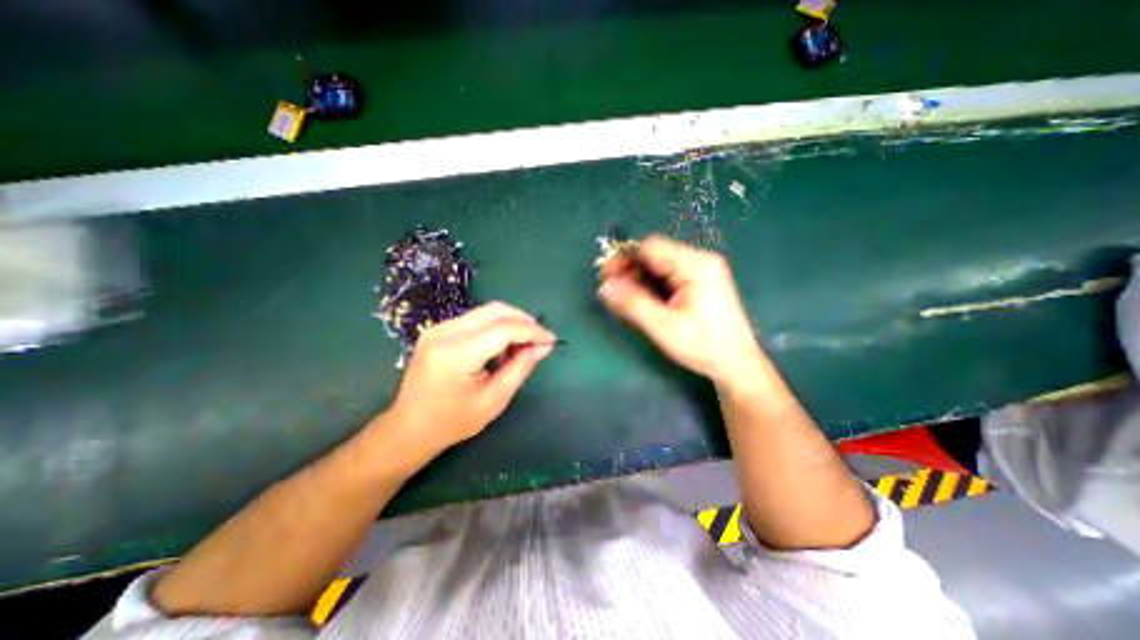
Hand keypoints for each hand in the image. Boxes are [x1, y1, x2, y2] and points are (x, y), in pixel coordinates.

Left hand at [384, 303, 558, 451]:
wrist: (409, 428)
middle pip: (495, 311)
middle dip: (524, 321)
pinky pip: (476, 319)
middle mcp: (445, 332)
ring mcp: (438, 328)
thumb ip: (520, 368)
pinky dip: (496, 327)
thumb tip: (544, 346)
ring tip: (522, 346)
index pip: (504, 329)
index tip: (551, 340)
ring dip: (511, 323)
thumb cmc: (453, 422)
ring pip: (487, 311)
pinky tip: (502, 346)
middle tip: (540, 340)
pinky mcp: (438, 329)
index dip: (532, 331)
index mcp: (456, 354)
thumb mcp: (494, 400)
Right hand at [599, 235, 764, 389]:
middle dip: (630, 270)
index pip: (651, 247)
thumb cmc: (703, 346)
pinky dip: (650, 285)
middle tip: (612, 291)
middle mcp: (699, 261)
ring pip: (658, 265)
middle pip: (654, 254)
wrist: (736, 363)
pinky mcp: (698, 281)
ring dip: (638, 279)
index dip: (624, 258)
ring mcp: (700, 270)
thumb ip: (633, 304)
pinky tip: (644, 301)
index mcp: (695, 266)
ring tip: (625, 300)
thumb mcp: (664, 327)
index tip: (606, 278)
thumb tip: (604, 286)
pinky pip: (666, 275)